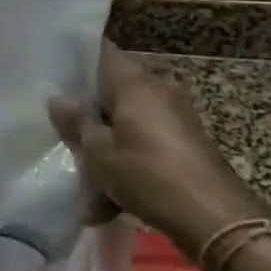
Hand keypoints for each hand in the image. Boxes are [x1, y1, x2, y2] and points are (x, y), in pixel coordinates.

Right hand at [49, 40, 267, 258]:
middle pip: (113, 93)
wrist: (216, 218)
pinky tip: (113, 205)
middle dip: (90, 118)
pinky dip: (130, 166)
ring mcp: (176, 118)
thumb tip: (58, 99)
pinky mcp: (187, 146)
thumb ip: (77, 123)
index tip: (54, 76)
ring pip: (129, 125)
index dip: (76, 61)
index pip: (101, 52)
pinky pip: (147, 146)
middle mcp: (157, 90)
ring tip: (89, 191)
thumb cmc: (148, 174)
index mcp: (133, 82)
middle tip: (66, 139)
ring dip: (108, 150)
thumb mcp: (99, 152)